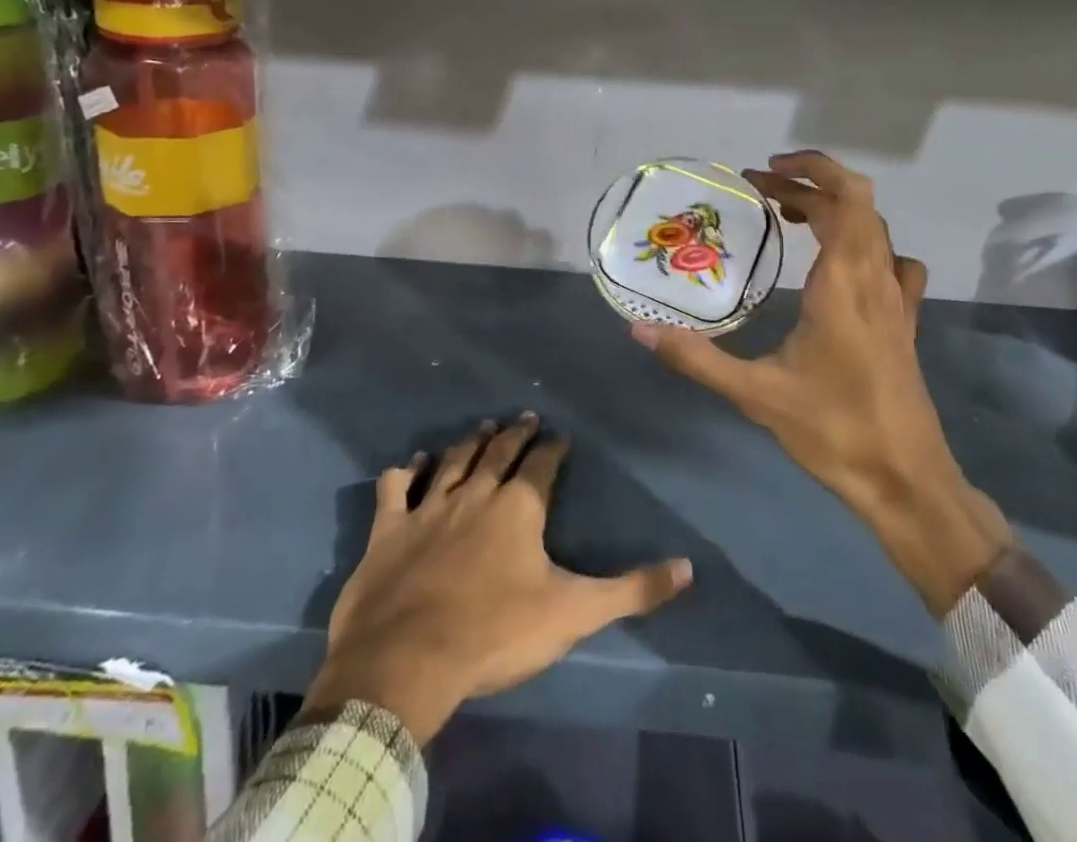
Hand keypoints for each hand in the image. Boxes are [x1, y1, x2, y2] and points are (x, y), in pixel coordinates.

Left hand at [305, 415, 692, 744]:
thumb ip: (632, 590)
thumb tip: (688, 568)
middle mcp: (475, 494)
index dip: (553, 448)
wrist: (407, 660)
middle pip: (499, 452)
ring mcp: (429, 508)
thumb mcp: (573, 613)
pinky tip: (412, 461)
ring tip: (483, 425)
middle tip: (524, 416)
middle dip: (515, 433)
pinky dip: (405, 471)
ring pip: (453, 461)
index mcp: (518, 507)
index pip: (541, 465)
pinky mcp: (389, 529)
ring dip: (470, 442)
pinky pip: (396, 487)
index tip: (560, 436)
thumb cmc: (495, 633)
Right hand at [633, 152, 1009, 613]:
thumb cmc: (834, 431)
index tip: (764, 173)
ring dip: (835, 212)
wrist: (907, 482)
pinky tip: (842, 268)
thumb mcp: (756, 394)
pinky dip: (865, 245)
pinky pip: (892, 263)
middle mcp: (877, 278)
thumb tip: (640, 331)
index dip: (810, 171)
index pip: (844, 197)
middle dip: (808, 187)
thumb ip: (697, 359)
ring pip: (874, 230)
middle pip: (856, 204)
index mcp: (845, 281)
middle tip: (760, 194)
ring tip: (790, 219)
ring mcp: (898, 300)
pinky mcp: (905, 323)